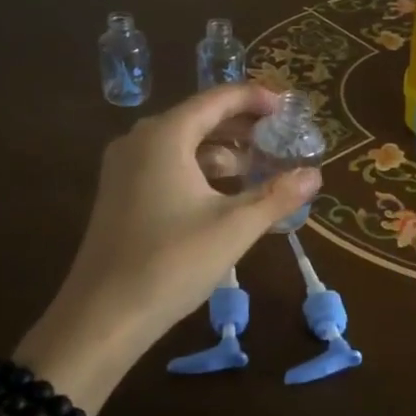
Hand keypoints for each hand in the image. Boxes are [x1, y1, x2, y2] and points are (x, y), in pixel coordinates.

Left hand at [17, 83, 320, 409]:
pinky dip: (201, 171)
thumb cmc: (171, 262)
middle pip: (199, 118)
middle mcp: (140, 140)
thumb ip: (276, 196)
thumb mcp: (234, 227)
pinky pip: (168, 166)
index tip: (288, 107)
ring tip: (262, 167)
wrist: (102, 317)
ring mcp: (125, 168)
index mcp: (165, 135)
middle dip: (242, 126)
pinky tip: (227, 194)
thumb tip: (314, 175)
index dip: (255, 98)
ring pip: (183, 145)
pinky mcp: (121, 194)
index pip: (217, 99)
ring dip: (223, 152)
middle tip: (281, 137)